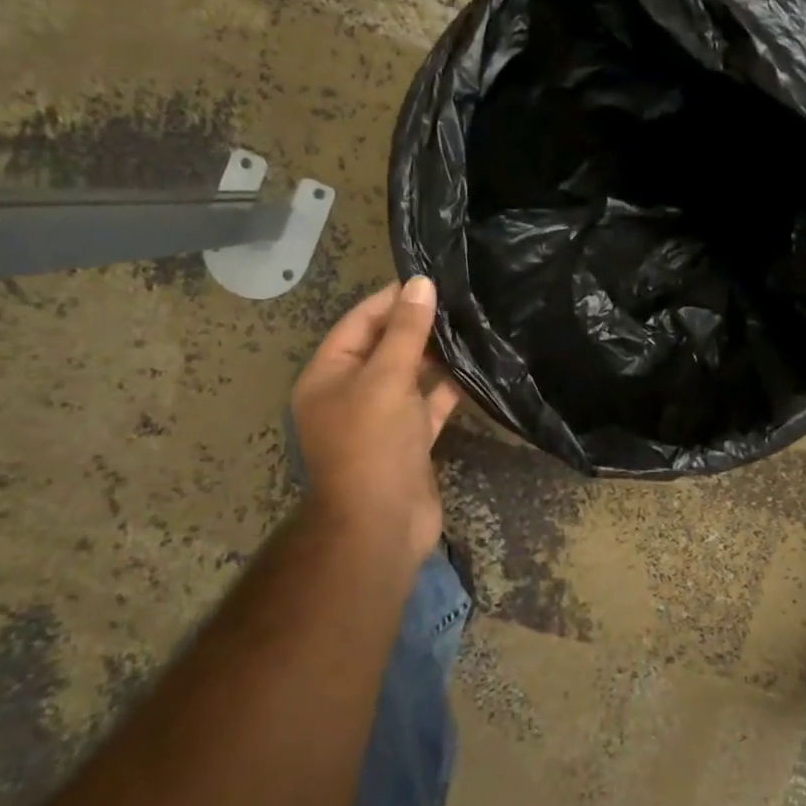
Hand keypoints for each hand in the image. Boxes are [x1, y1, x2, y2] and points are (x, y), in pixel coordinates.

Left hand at [291, 277, 461, 560]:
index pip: (359, 322)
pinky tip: (476, 367)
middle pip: (385, 347)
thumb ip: (406, 331)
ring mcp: (381, 418)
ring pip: (409, 375)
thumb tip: (421, 283)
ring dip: (435, 355)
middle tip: (459, 300)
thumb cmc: (373, 444)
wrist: (382, 526)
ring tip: (471, 324)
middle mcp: (350, 393)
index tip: (430, 279)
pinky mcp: (409, 439)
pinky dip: (448, 387)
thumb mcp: (387, 378)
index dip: (392, 299)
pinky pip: (428, 403)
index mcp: (328, 375)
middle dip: (417, 324)